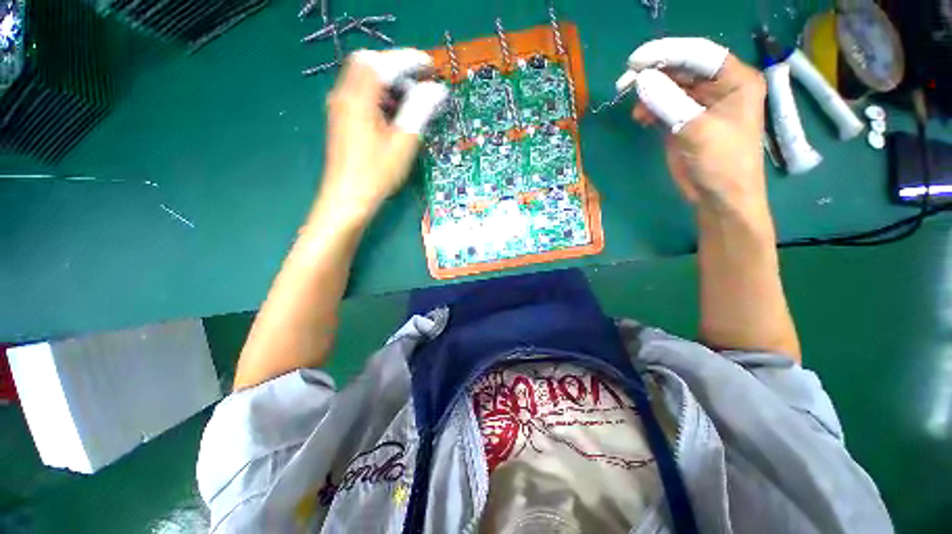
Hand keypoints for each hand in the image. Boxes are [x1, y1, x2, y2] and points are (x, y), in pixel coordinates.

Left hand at [314, 49, 446, 223]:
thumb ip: (419, 111)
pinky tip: (395, 114)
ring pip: (365, 79)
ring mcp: (341, 108)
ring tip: (412, 100)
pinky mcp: (343, 119)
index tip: (430, 67)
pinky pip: (362, 95)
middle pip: (369, 64)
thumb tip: (436, 90)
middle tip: (420, 83)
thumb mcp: (403, 143)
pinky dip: (381, 97)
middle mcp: (344, 96)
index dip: (407, 60)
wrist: (347, 199)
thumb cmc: (376, 174)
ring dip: (390, 83)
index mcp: (358, 98)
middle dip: (397, 69)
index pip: (382, 63)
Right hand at [621, 38, 767, 215]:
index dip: (667, 53)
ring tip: (632, 104)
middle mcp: (718, 87)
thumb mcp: (698, 131)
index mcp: (735, 80)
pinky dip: (649, 108)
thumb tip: (640, 81)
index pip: (699, 54)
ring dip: (649, 92)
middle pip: (682, 69)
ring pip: (670, 87)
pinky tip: (640, 117)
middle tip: (625, 82)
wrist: (719, 198)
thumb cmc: (722, 164)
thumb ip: (669, 103)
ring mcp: (699, 105)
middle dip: (654, 73)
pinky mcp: (684, 121)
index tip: (635, 61)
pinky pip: (663, 105)